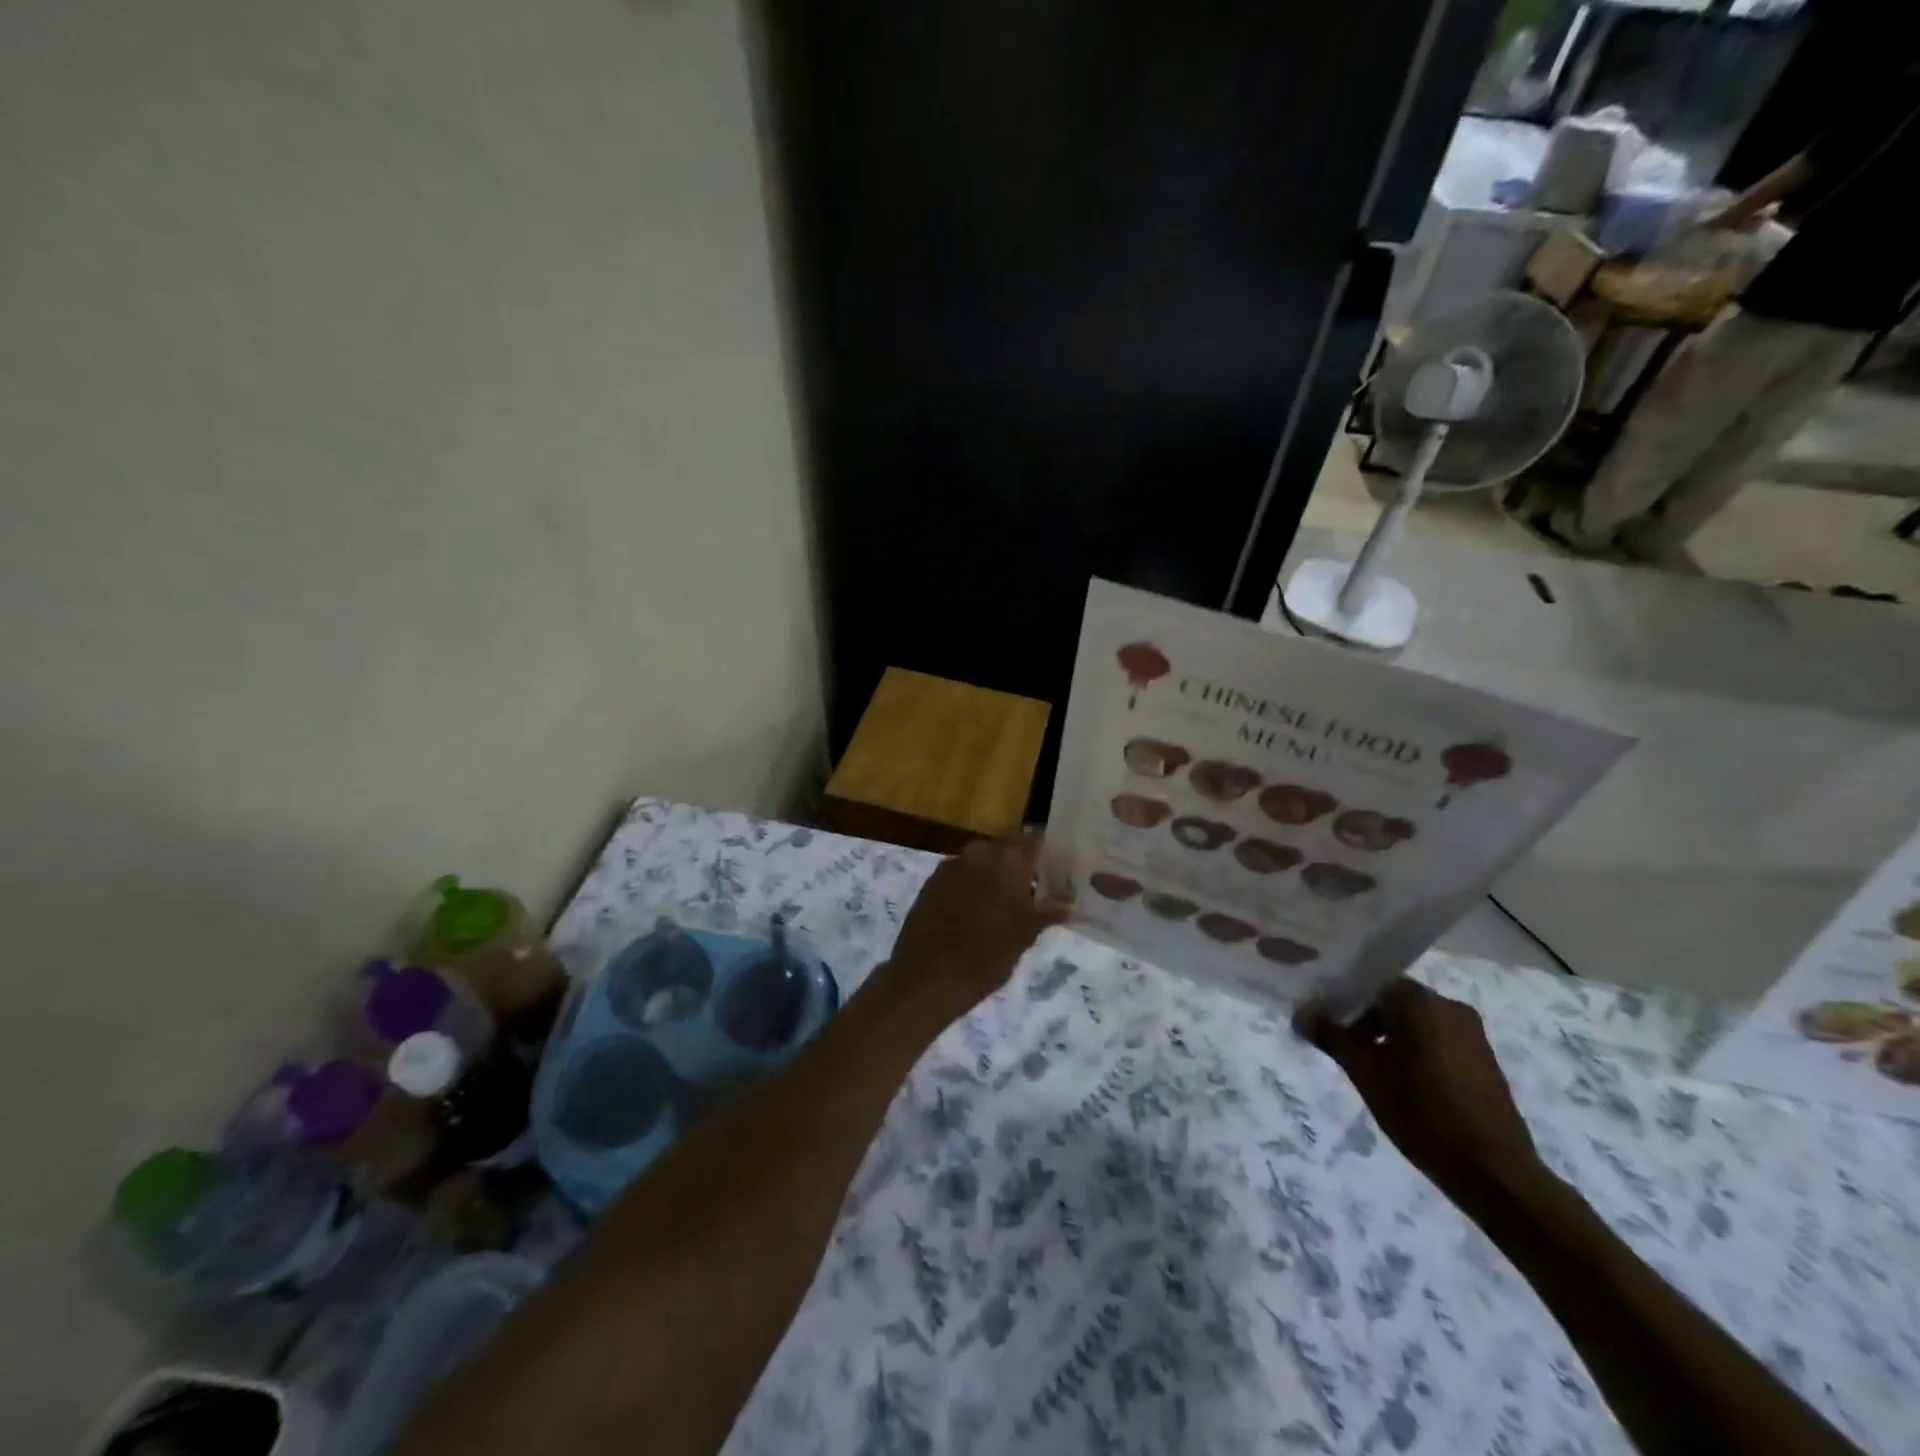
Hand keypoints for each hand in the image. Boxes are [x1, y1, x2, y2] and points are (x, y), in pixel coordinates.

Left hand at [883, 835, 1069, 1015]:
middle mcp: (979, 852)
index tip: (1054, 871)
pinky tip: (972, 914)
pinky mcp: (930, 882)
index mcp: (1008, 858)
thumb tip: (1067, 903)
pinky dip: (969, 888)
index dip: (1045, 854)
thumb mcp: (1025, 935)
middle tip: (1030, 894)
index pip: (1035, 840)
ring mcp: (950, 865)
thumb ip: (1047, 912)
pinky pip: (958, 877)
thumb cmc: (988, 953)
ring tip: (1000, 907)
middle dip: (1017, 868)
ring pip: (980, 863)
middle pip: (1005, 850)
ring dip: (991, 878)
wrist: (928, 976)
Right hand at [1295, 980, 1540, 1205]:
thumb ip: (1331, 1036)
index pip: (1370, 983)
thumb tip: (1301, 1011)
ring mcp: (1472, 1033)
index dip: (1344, 1001)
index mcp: (1420, 1001)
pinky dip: (1416, 1051)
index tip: (1326, 1025)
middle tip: (1343, 1049)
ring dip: (1391, 1037)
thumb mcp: (1365, 1073)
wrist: (1495, 1172)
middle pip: (1394, 1001)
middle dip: (1365, 1020)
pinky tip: (1404, 1082)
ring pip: (1416, 1022)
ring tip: (1371, 1069)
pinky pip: (1438, 1040)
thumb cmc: (1422, 1114)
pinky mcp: (1484, 1059)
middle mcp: (1449, 1006)